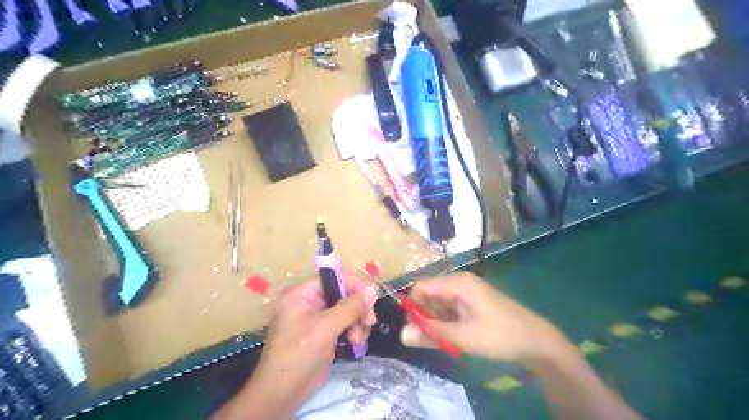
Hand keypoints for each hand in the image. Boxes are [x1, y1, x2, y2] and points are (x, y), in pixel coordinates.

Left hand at [241, 276, 377, 416]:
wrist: (282, 394)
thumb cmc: (299, 354)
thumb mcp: (325, 327)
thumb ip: (350, 307)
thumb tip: (372, 291)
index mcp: (301, 294)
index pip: (333, 279)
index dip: (355, 284)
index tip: (375, 295)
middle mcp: (309, 302)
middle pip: (342, 294)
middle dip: (358, 308)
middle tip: (370, 321)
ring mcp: (316, 319)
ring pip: (346, 310)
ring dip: (357, 322)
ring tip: (359, 338)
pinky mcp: (323, 334)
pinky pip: (344, 324)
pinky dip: (353, 331)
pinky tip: (356, 343)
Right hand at [397, 273, 568, 364]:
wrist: (537, 341)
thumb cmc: (500, 335)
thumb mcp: (463, 337)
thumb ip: (431, 333)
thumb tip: (402, 335)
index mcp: (457, 283)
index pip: (421, 286)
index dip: (413, 305)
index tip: (413, 328)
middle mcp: (460, 282)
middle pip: (430, 293)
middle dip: (424, 315)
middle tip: (427, 339)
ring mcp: (468, 291)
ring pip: (440, 302)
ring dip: (435, 320)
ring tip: (442, 341)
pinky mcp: (473, 301)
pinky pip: (451, 307)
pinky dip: (447, 321)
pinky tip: (453, 336)